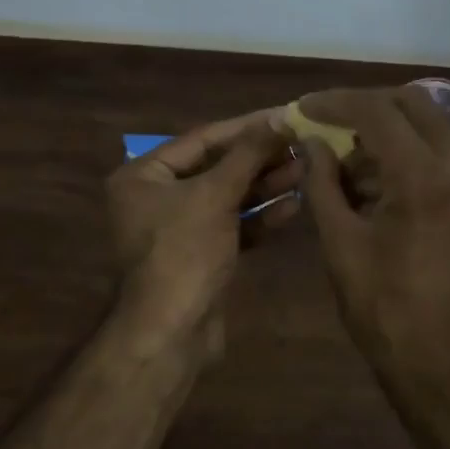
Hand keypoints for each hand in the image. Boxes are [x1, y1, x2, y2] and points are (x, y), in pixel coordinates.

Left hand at [106, 109, 300, 348]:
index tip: (286, 115)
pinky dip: (258, 217)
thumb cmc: (184, 252)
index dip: (247, 127)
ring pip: (227, 198)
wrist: (172, 333)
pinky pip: (232, 227)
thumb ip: (247, 155)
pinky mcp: (200, 256)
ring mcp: (178, 229)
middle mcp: (156, 198)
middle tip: (302, 145)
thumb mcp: (215, 195)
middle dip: (259, 159)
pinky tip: (293, 207)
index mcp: (144, 175)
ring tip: (305, 172)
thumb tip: (277, 119)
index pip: (202, 139)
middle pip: (216, 168)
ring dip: (264, 186)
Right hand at [298, 87, 449, 384]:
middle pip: (414, 104)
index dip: (335, 103)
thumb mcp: (341, 246)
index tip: (303, 108)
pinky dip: (404, 157)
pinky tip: (371, 188)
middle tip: (326, 122)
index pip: (378, 111)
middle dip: (366, 105)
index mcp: (424, 178)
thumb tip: (310, 145)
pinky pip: (439, 158)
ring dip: (386, 132)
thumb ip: (323, 185)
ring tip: (342, 166)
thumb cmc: (386, 312)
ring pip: (430, 129)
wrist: (448, 367)